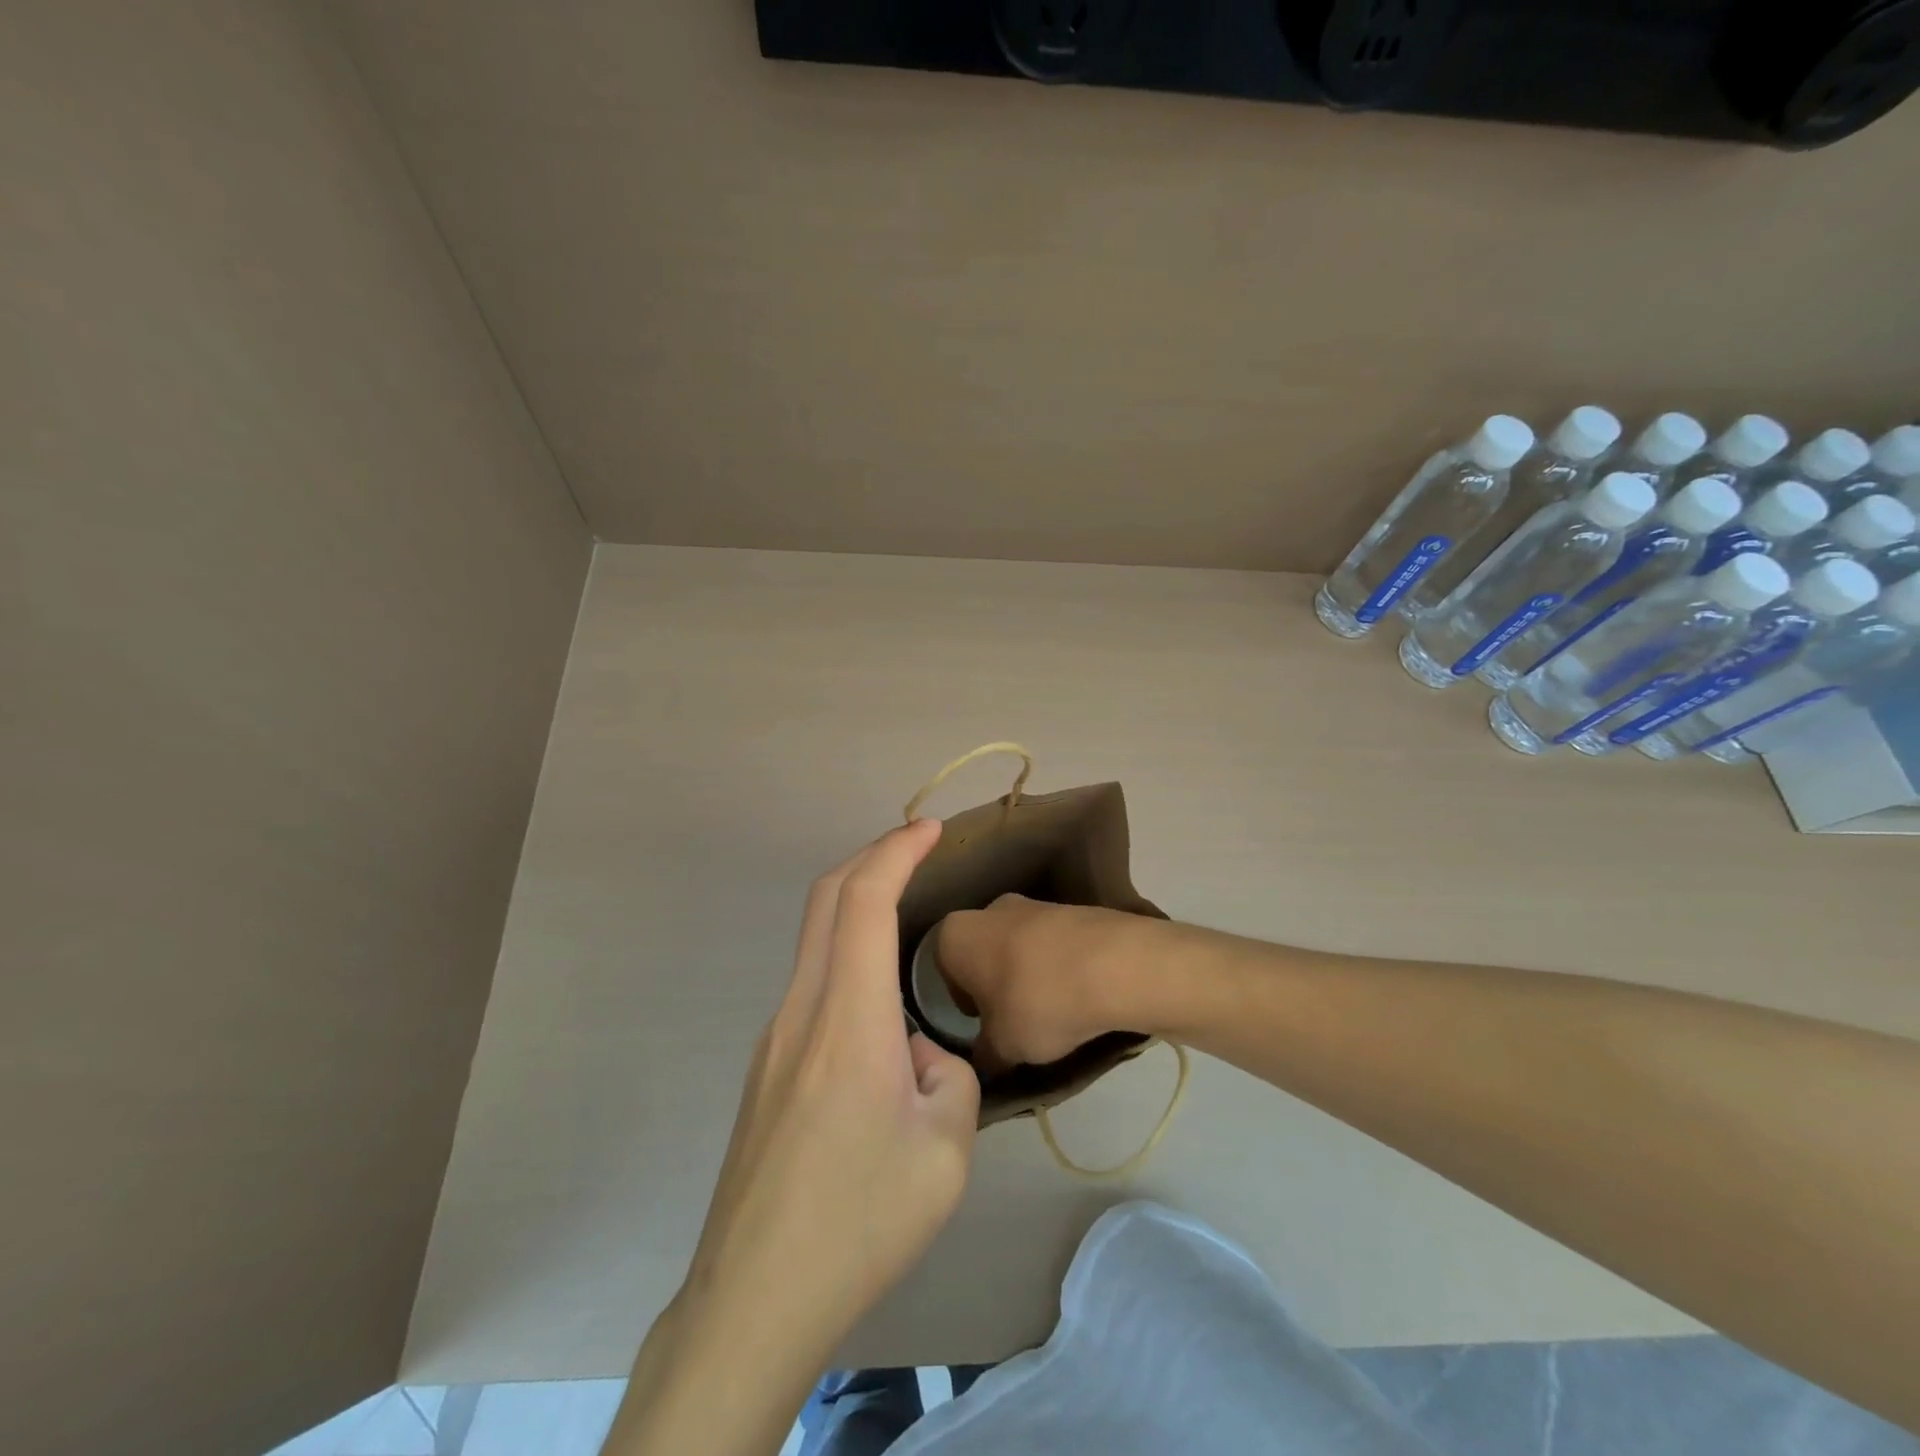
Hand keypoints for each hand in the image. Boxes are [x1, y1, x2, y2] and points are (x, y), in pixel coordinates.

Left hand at [688, 817, 979, 1344]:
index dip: (896, 851)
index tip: (930, 830)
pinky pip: (812, 987)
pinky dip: (848, 960)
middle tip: (917, 847)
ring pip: (816, 941)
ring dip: (858, 908)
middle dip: (872, 856)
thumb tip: (915, 1054)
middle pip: (826, 900)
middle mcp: (801, 1010)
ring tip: (908, 926)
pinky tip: (880, 1018)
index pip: (864, 901)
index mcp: (848, 1020)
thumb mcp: (946, 1150)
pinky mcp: (766, 1067)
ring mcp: (774, 1037)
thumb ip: (947, 1075)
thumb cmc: (860, 1221)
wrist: (755, 1297)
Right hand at [937, 893, 1150, 1068]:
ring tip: (1053, 1013)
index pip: (943, 969)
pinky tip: (1079, 996)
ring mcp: (1034, 903)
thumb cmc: (1038, 1002)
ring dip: (1029, 975)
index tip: (983, 1026)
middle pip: (982, 952)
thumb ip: (984, 1054)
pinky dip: (1060, 967)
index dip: (962, 1001)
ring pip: (1019, 947)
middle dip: (995, 984)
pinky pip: (1054, 945)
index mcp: (956, 933)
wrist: (1115, 965)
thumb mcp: (1002, 1047)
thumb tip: (983, 1059)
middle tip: (1014, 1021)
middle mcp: (989, 909)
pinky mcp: (1073, 909)